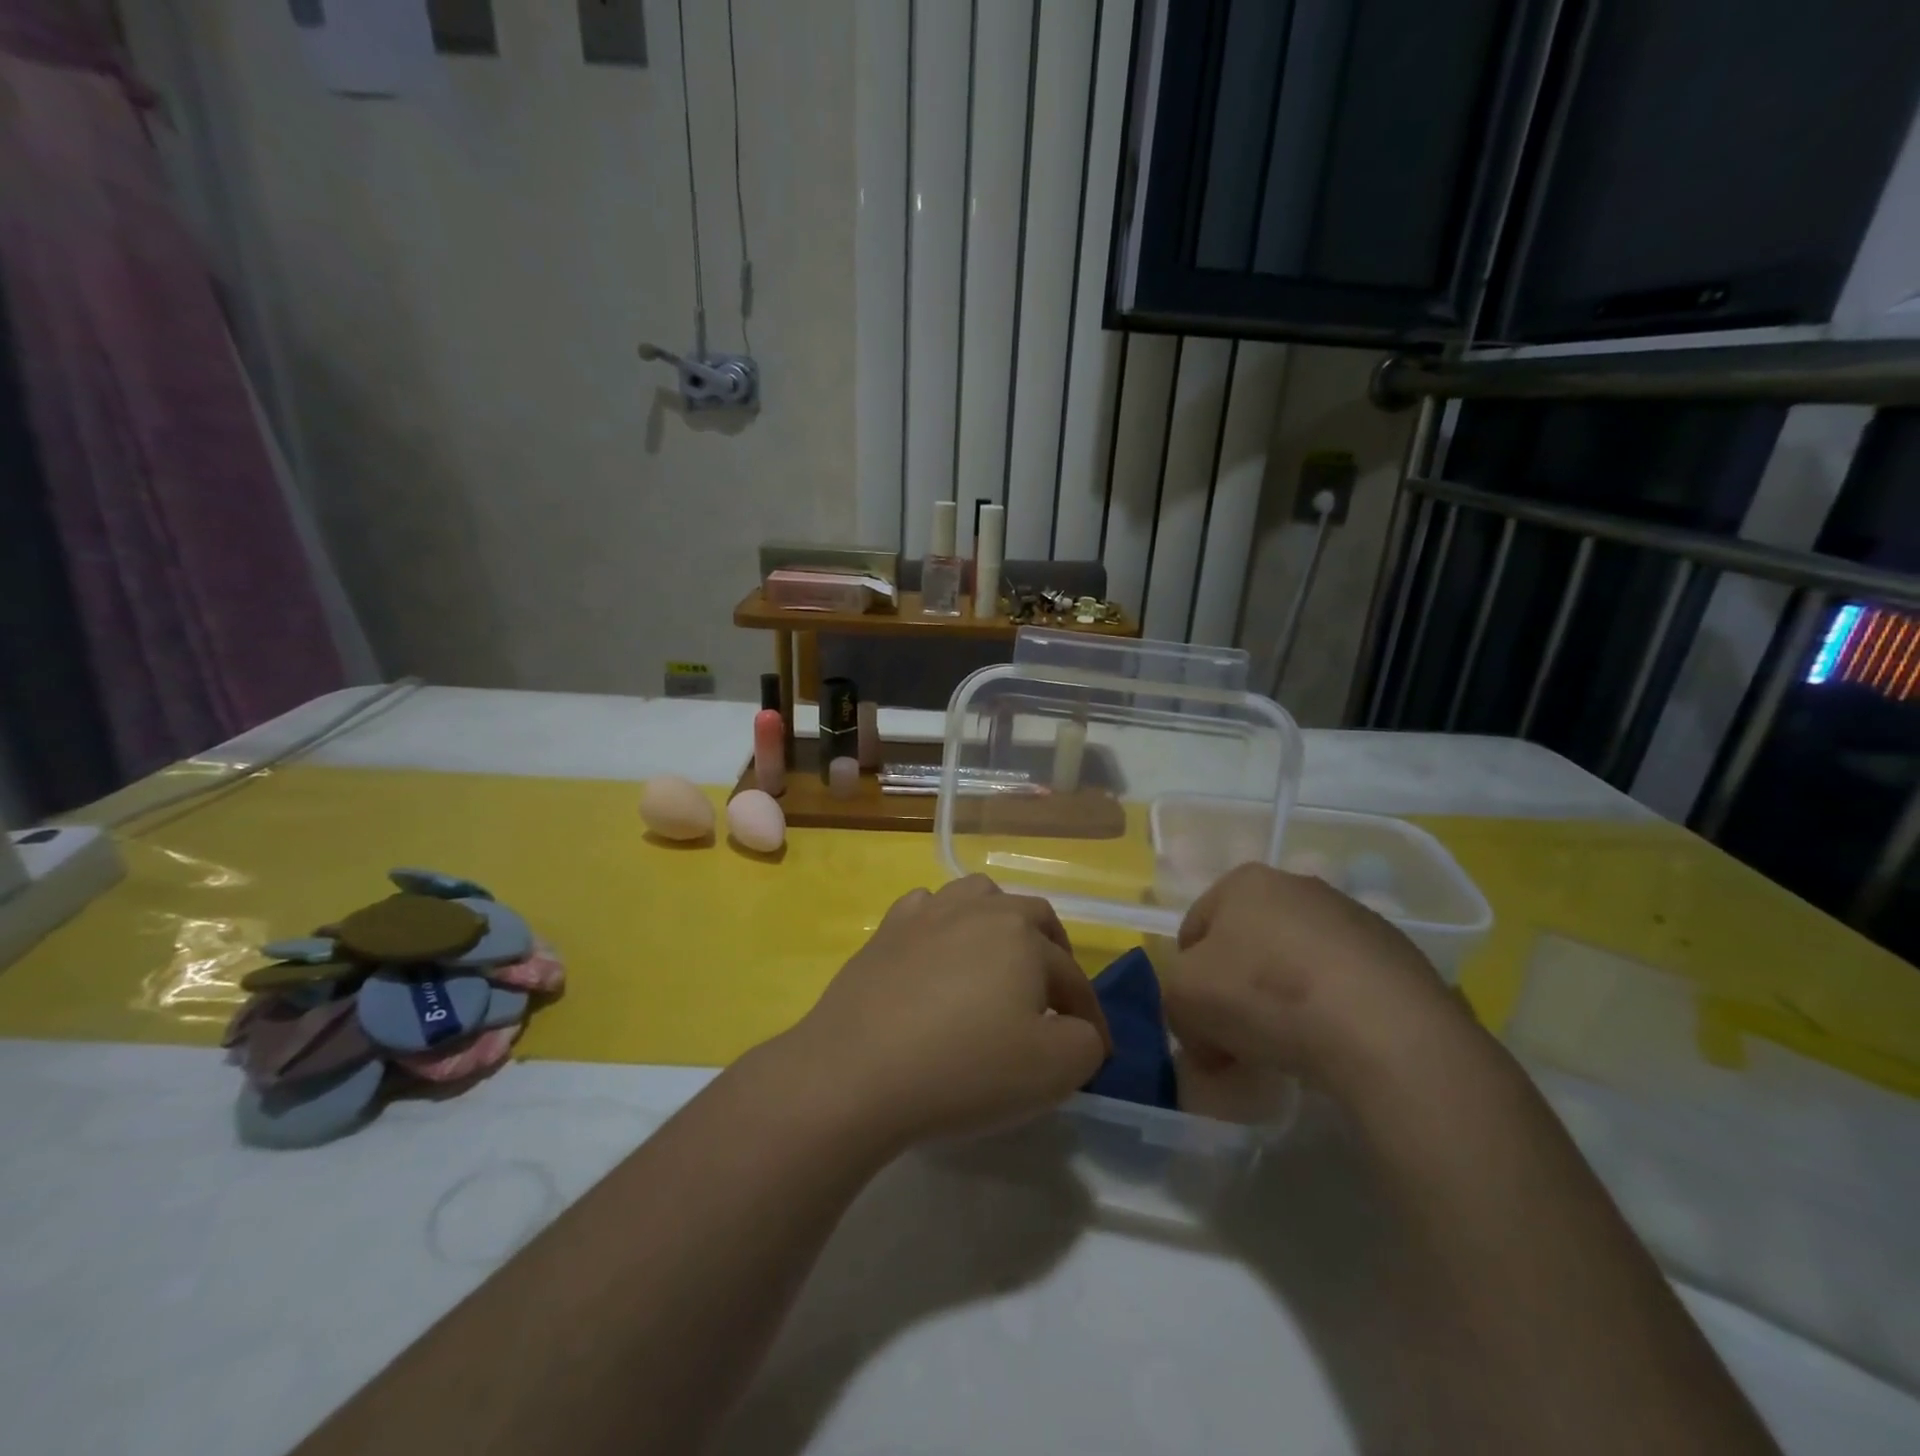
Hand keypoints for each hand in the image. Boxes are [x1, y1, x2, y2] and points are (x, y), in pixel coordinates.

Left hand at [780, 875, 1112, 1148]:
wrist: (857, 1072)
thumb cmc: (964, 1068)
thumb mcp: (1054, 1071)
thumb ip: (1085, 1043)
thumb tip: (1076, 1029)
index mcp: (1024, 935)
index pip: (1072, 976)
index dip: (1090, 1016)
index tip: (1097, 1053)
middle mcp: (979, 909)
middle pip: (1032, 917)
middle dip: (1053, 953)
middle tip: (1054, 996)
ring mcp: (927, 914)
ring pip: (978, 896)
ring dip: (1000, 923)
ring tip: (999, 961)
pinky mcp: (886, 930)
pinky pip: (927, 909)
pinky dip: (944, 924)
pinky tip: (938, 953)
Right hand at [1163, 863, 1459, 1094]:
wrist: (1385, 1030)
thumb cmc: (1265, 995)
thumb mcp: (1183, 999)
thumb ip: (1176, 1005)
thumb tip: (1205, 1035)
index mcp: (1243, 881)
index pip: (1195, 930)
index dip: (1188, 980)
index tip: (1200, 1026)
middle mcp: (1298, 886)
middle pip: (1247, 946)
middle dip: (1236, 991)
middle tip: (1238, 1041)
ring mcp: (1354, 919)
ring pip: (1295, 965)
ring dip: (1284, 1002)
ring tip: (1291, 1050)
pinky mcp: (1399, 957)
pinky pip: (1344, 987)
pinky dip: (1332, 1013)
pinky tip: (1336, 1047)